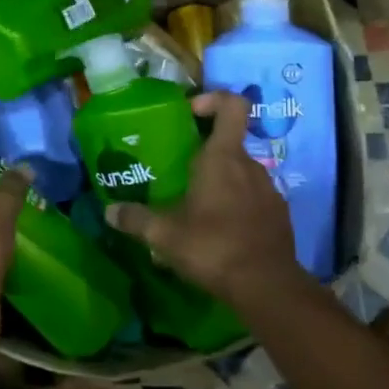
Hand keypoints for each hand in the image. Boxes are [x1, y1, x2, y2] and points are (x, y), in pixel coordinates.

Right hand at [105, 91, 301, 304]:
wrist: (268, 288)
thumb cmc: (213, 247)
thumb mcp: (164, 235)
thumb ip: (136, 219)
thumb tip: (109, 211)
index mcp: (223, 158)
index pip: (232, 106)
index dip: (213, 100)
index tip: (191, 113)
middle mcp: (250, 166)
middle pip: (229, 143)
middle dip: (205, 153)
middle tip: (179, 173)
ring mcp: (269, 190)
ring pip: (241, 173)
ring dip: (221, 182)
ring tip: (197, 208)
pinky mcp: (279, 215)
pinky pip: (254, 198)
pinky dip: (237, 205)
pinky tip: (220, 231)